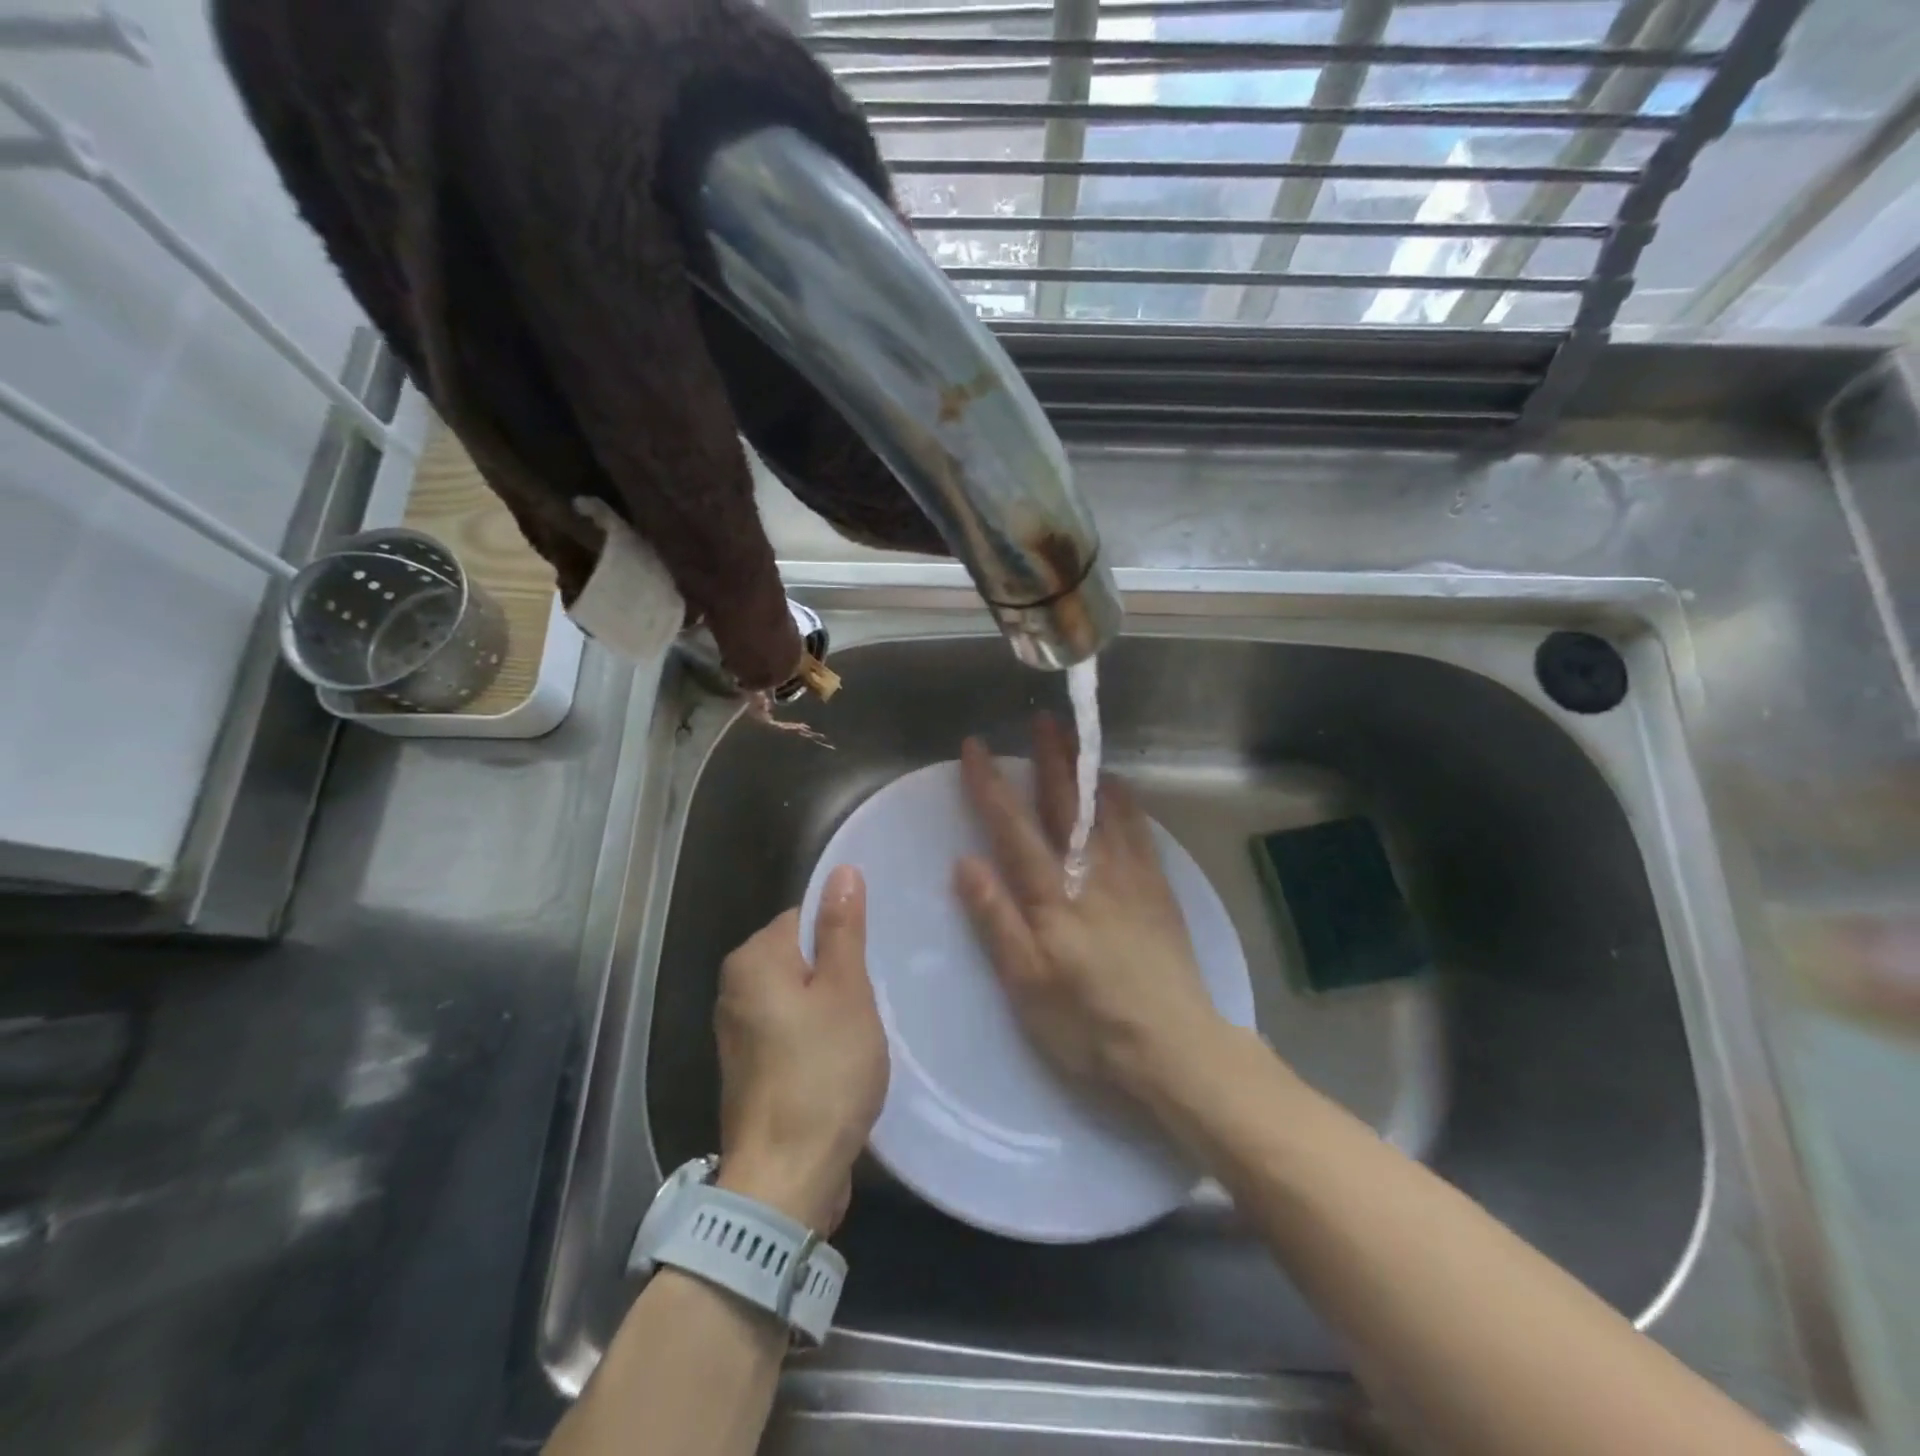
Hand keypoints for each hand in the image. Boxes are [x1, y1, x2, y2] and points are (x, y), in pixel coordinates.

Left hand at [714, 867, 888, 1232]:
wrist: (786, 1179)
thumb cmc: (822, 1073)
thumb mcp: (845, 991)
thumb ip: (842, 929)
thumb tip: (842, 872)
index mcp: (753, 960)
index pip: (804, 915)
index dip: (843, 932)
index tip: (874, 958)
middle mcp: (735, 988)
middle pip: (801, 955)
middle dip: (840, 972)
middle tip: (874, 996)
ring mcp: (739, 1032)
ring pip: (800, 995)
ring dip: (833, 1006)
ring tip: (865, 1027)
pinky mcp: (752, 1068)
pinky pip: (792, 1029)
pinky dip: (818, 1036)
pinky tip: (843, 1058)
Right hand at [953, 717, 1227, 1108]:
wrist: (1172, 1044)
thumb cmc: (1087, 1022)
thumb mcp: (1026, 983)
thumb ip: (996, 919)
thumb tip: (966, 861)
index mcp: (1051, 894)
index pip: (1013, 827)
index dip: (990, 785)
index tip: (975, 747)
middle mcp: (1090, 871)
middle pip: (1064, 803)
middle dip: (1049, 757)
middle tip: (1040, 718)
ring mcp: (1129, 875)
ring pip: (1103, 807)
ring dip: (1086, 768)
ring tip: (1076, 736)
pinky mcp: (1157, 886)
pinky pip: (1139, 828)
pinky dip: (1124, 799)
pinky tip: (1118, 787)